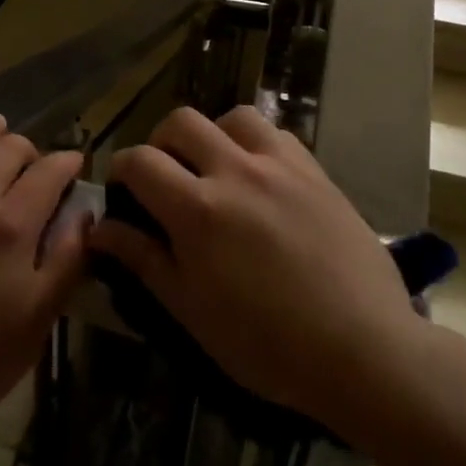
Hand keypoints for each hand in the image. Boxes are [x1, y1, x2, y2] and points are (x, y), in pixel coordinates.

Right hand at [89, 106, 417, 431]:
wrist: (363, 349)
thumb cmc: (268, 344)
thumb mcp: (192, 311)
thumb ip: (144, 259)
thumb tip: (102, 229)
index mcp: (198, 209)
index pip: (140, 161)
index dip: (121, 169)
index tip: (124, 190)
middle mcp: (235, 171)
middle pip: (181, 121)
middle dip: (161, 143)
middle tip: (167, 177)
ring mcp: (280, 165)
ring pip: (232, 117)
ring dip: (213, 134)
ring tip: (216, 169)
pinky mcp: (315, 171)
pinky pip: (276, 134)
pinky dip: (256, 144)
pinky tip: (261, 177)